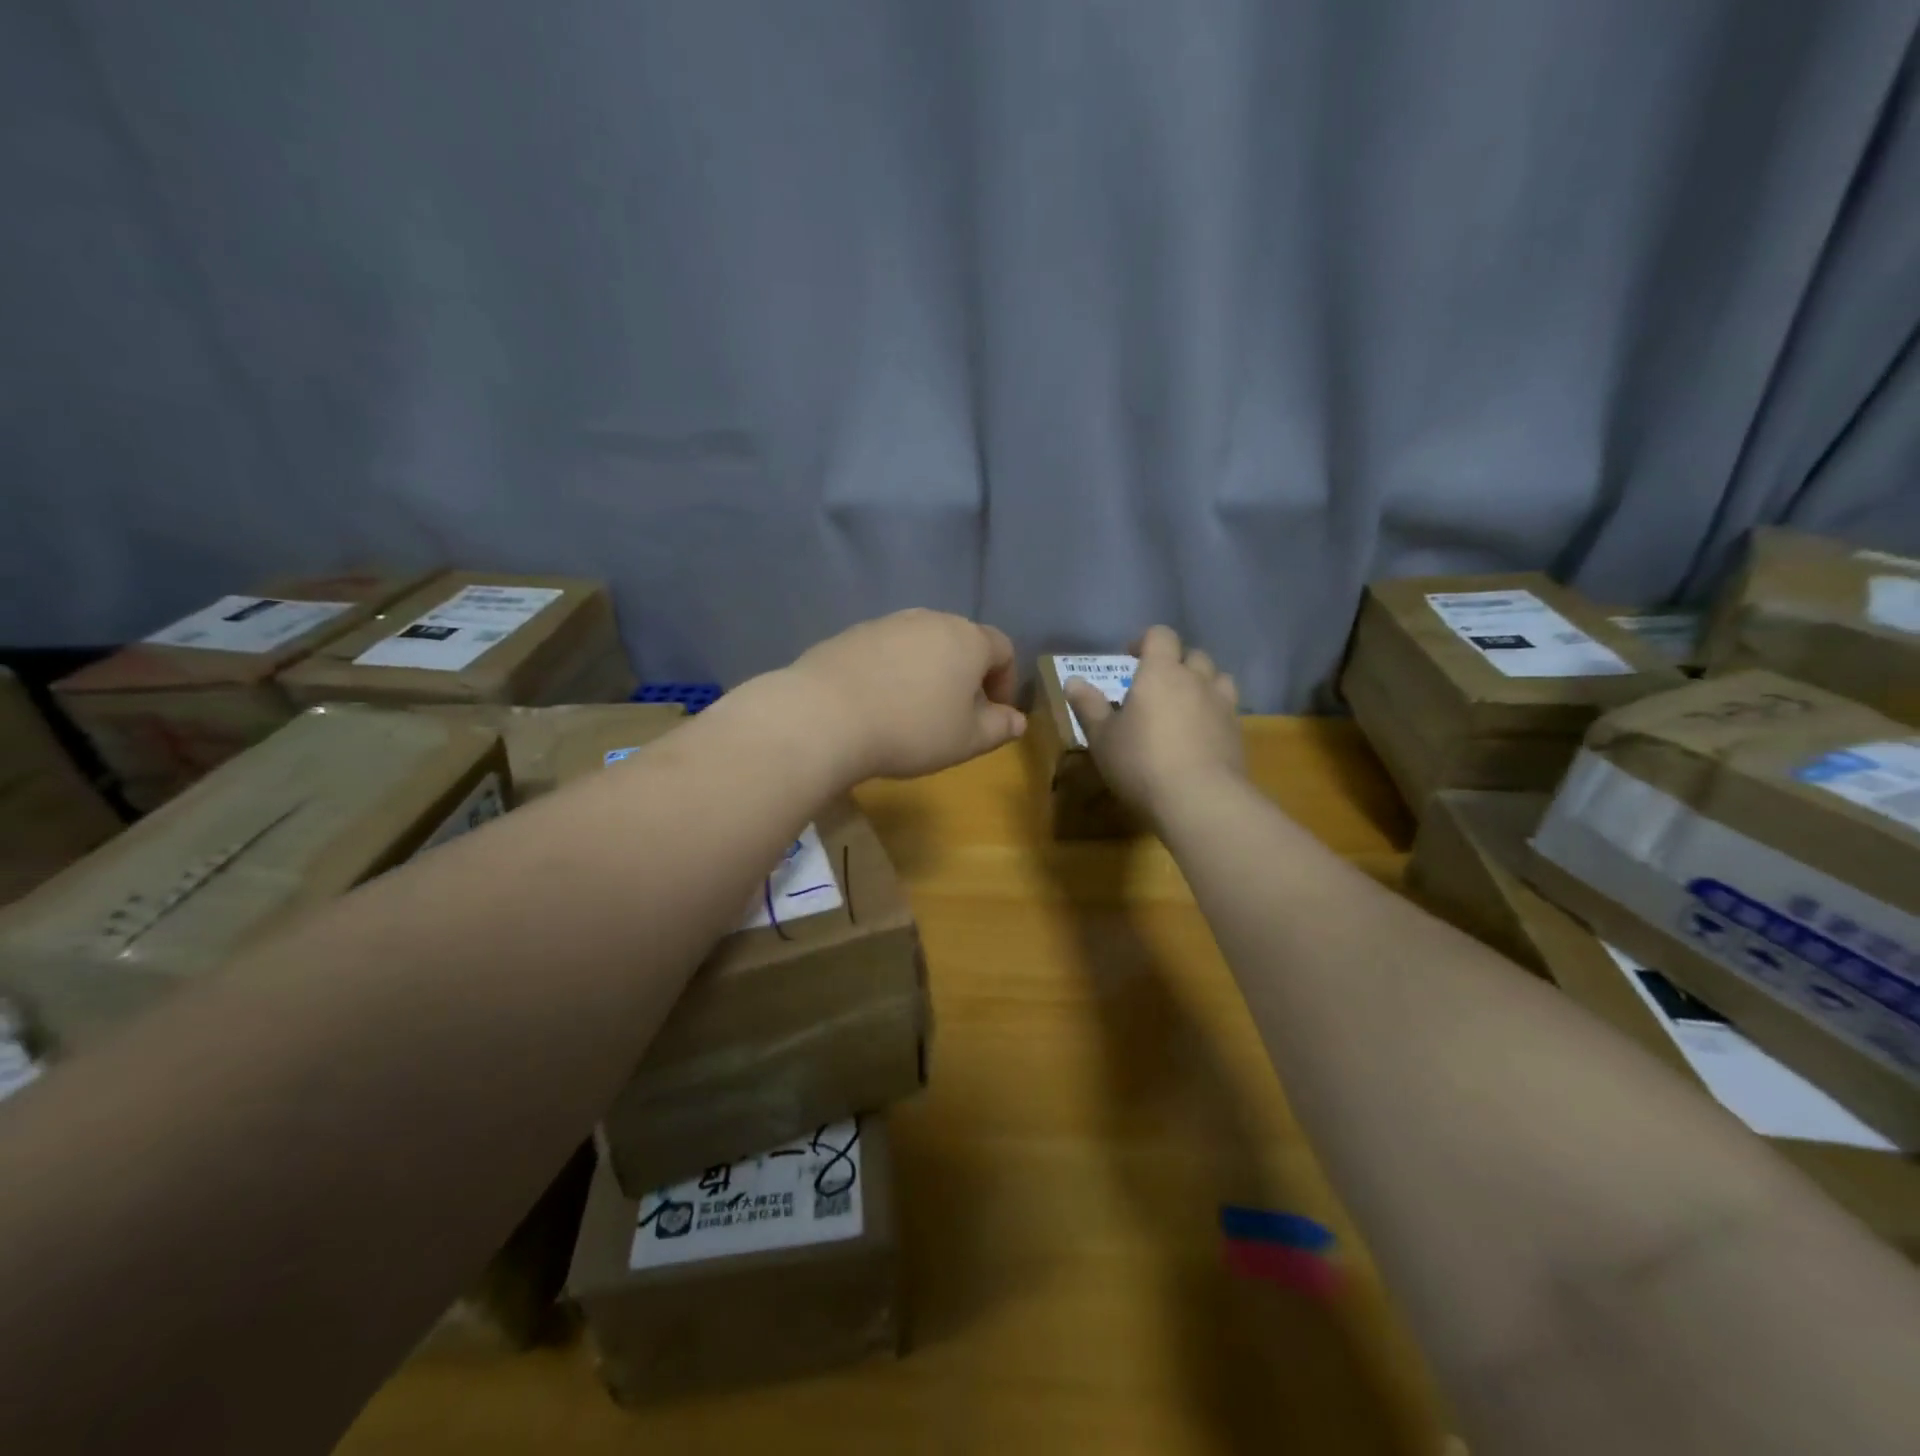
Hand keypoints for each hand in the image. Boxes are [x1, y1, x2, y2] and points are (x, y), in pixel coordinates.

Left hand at [780, 609, 1025, 783]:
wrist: (825, 715)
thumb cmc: (911, 729)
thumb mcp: (967, 740)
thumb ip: (1000, 728)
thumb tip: (1018, 721)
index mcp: (967, 639)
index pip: (1002, 649)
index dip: (1005, 681)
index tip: (995, 713)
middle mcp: (930, 619)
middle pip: (960, 642)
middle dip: (966, 675)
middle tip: (956, 713)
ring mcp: (887, 623)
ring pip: (921, 644)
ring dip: (928, 672)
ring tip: (914, 710)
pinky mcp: (851, 634)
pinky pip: (886, 651)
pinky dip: (892, 671)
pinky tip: (878, 703)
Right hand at [1064, 625, 1244, 824]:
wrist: (1200, 800)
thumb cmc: (1141, 762)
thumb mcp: (1102, 737)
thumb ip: (1089, 706)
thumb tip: (1072, 681)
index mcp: (1161, 672)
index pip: (1161, 636)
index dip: (1146, 641)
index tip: (1131, 657)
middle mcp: (1196, 680)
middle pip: (1193, 655)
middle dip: (1176, 663)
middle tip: (1156, 685)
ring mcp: (1222, 706)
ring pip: (1218, 679)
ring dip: (1202, 684)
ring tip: (1185, 704)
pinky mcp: (1238, 734)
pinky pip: (1227, 710)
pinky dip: (1214, 714)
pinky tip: (1200, 735)